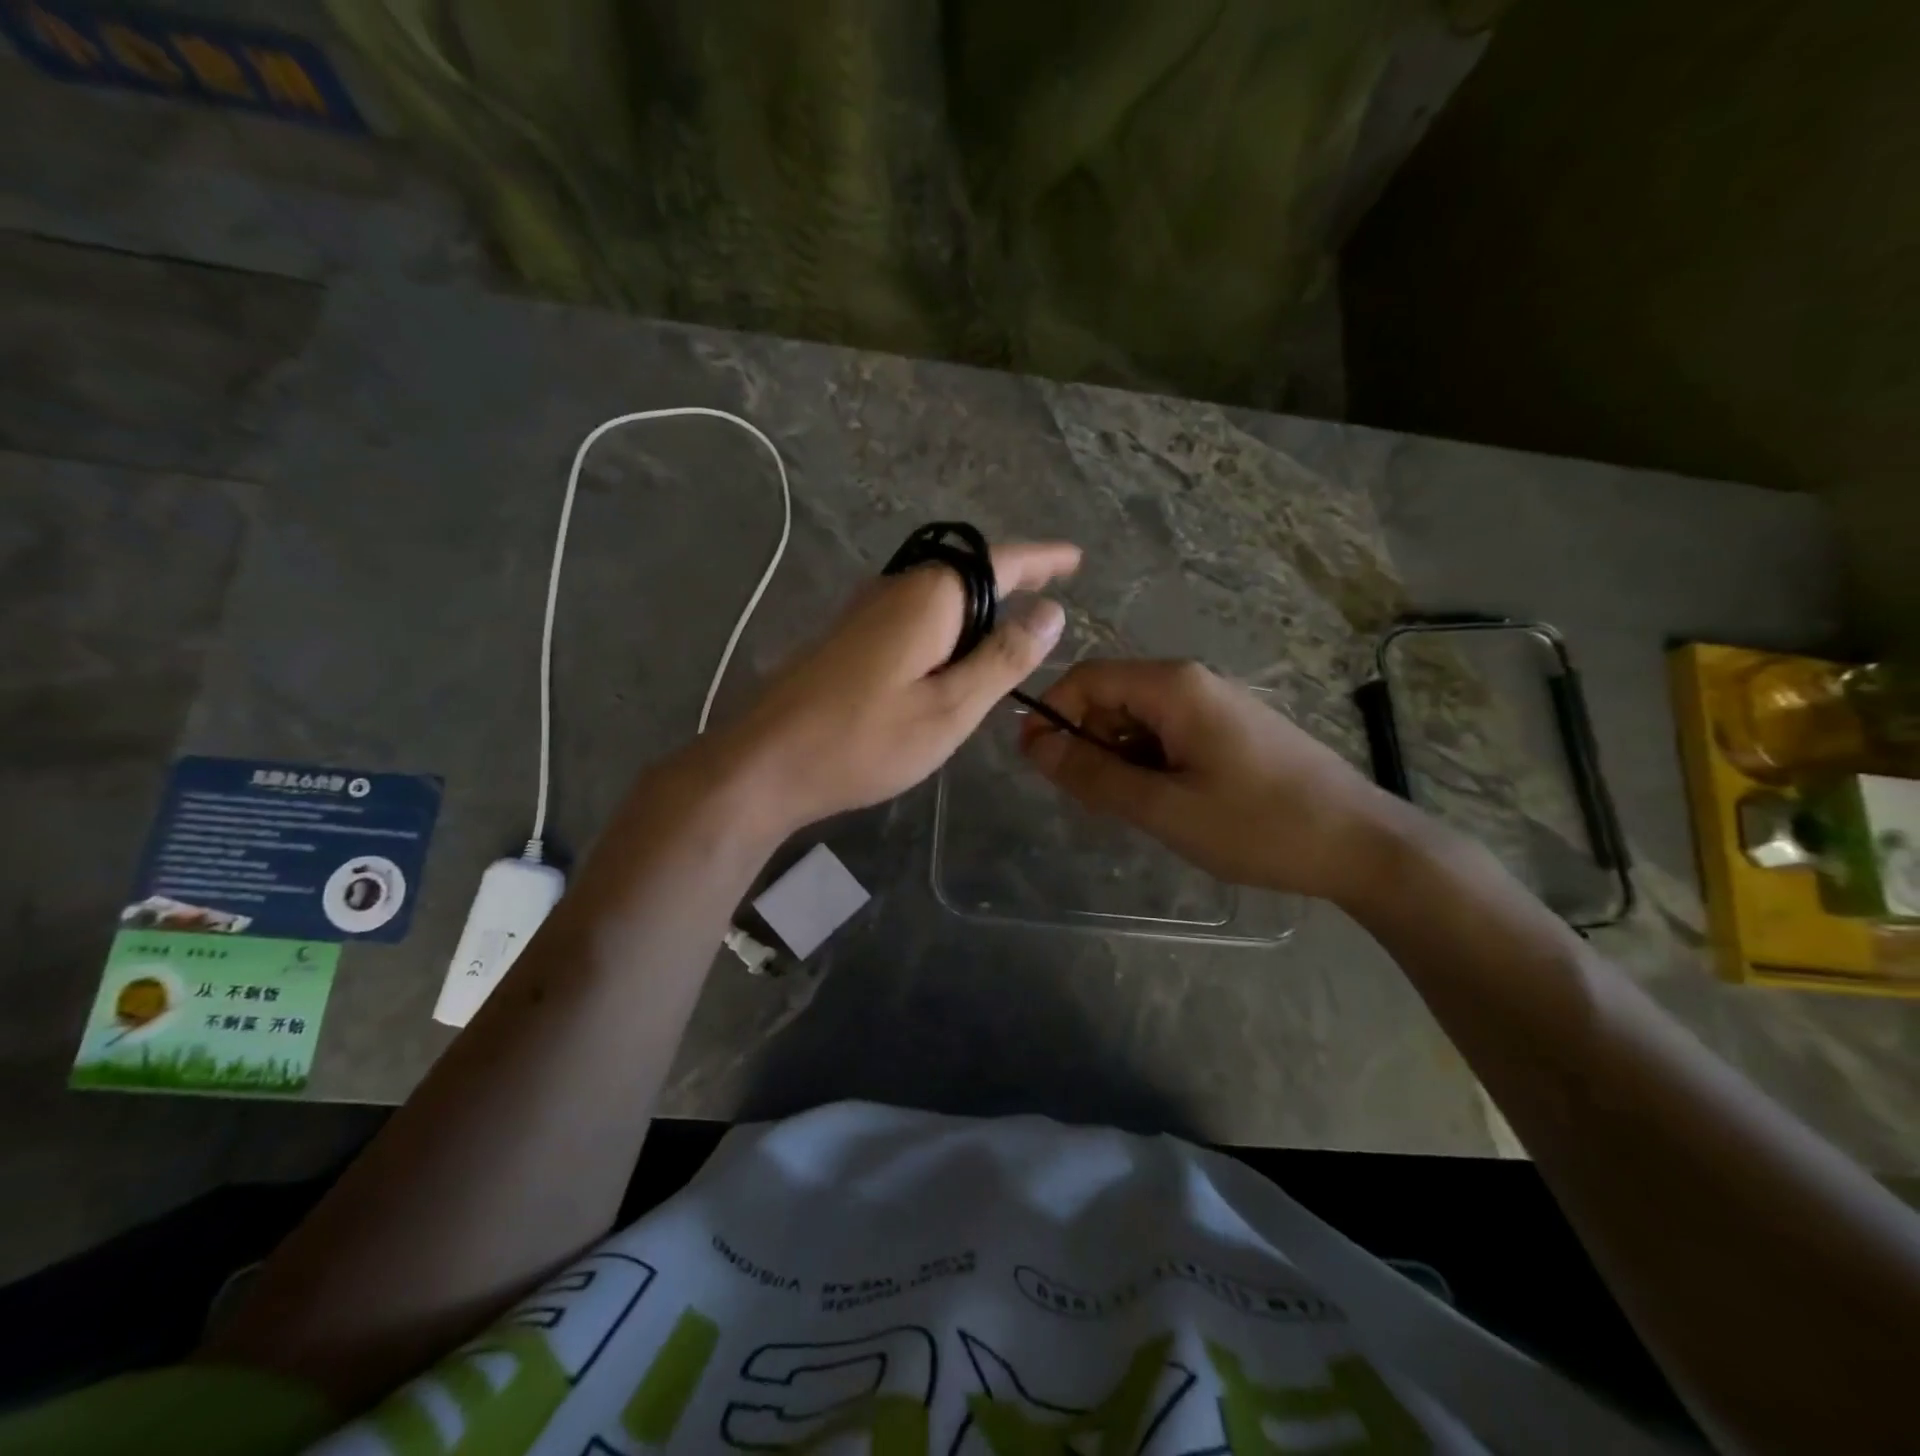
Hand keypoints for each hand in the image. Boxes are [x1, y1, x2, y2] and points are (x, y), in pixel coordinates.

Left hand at [718, 541, 1080, 833]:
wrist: (766, 763)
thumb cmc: (865, 740)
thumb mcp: (950, 708)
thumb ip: (1003, 658)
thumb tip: (1051, 612)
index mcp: (929, 597)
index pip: (1000, 562)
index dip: (1042, 559)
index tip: (1075, 558)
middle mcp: (896, 588)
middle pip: (966, 572)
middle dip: (1011, 579)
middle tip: (1050, 592)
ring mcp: (865, 610)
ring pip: (937, 595)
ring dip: (978, 607)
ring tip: (1011, 630)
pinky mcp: (848, 637)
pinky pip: (913, 616)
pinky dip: (947, 628)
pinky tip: (952, 658)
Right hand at [1020, 659, 1396, 902]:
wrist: (1361, 844)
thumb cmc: (1258, 824)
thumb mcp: (1163, 807)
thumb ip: (1093, 774)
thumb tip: (1033, 745)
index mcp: (1173, 686)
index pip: (1086, 678)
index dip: (1052, 714)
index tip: (1035, 764)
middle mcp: (1191, 681)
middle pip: (1111, 696)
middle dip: (1086, 741)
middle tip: (1089, 800)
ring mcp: (1215, 704)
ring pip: (1138, 719)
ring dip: (1117, 757)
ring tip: (1132, 809)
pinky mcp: (1230, 728)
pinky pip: (1168, 734)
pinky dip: (1148, 763)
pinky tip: (1164, 803)